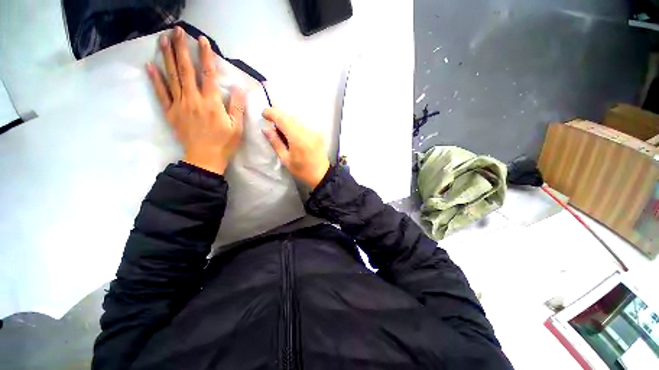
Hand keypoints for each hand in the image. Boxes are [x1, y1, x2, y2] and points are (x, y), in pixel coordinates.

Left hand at [146, 26, 245, 174]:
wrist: (205, 159)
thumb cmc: (224, 143)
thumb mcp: (237, 127)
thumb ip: (238, 107)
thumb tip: (239, 88)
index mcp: (212, 103)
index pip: (208, 75)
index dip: (205, 56)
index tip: (202, 40)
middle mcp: (194, 100)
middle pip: (186, 70)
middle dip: (181, 49)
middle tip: (177, 30)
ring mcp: (180, 105)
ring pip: (172, 77)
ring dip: (167, 57)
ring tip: (163, 39)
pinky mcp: (171, 112)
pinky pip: (161, 93)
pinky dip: (155, 79)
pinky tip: (150, 66)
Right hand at [262, 108, 329, 188]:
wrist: (321, 175)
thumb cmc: (302, 170)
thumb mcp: (286, 159)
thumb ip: (276, 142)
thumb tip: (266, 129)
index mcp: (298, 138)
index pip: (283, 119)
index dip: (272, 113)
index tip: (264, 114)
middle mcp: (307, 131)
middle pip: (290, 116)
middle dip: (279, 116)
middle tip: (271, 124)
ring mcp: (314, 131)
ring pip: (297, 119)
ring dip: (287, 120)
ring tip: (281, 130)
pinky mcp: (318, 133)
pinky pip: (303, 124)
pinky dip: (295, 125)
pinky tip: (292, 133)